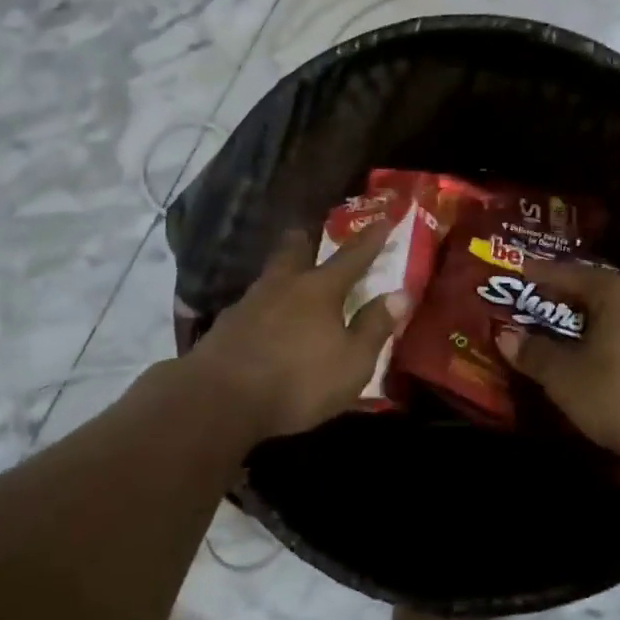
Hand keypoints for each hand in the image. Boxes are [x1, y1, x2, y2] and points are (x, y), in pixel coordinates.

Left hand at [183, 222, 409, 442]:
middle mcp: (283, 285)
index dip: (370, 240)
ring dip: (281, 272)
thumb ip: (374, 327)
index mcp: (320, 290)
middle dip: (306, 241)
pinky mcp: (225, 324)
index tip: (383, 220)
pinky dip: (263, 306)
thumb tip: (399, 294)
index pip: (352, 257)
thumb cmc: (298, 380)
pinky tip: (262, 318)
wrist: (220, 398)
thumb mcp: (352, 362)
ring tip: (288, 279)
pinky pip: (251, 304)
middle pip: (294, 251)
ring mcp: (249, 302)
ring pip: (269, 275)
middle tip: (310, 235)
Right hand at [499, 261, 619, 471]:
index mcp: (619, 292)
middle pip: (598, 290)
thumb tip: (506, 335)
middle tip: (538, 303)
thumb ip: (534, 352)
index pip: (570, 273)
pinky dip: (613, 340)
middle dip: (566, 298)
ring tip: (566, 332)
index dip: (540, 274)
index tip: (519, 271)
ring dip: (591, 322)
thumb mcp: (564, 377)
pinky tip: (601, 358)